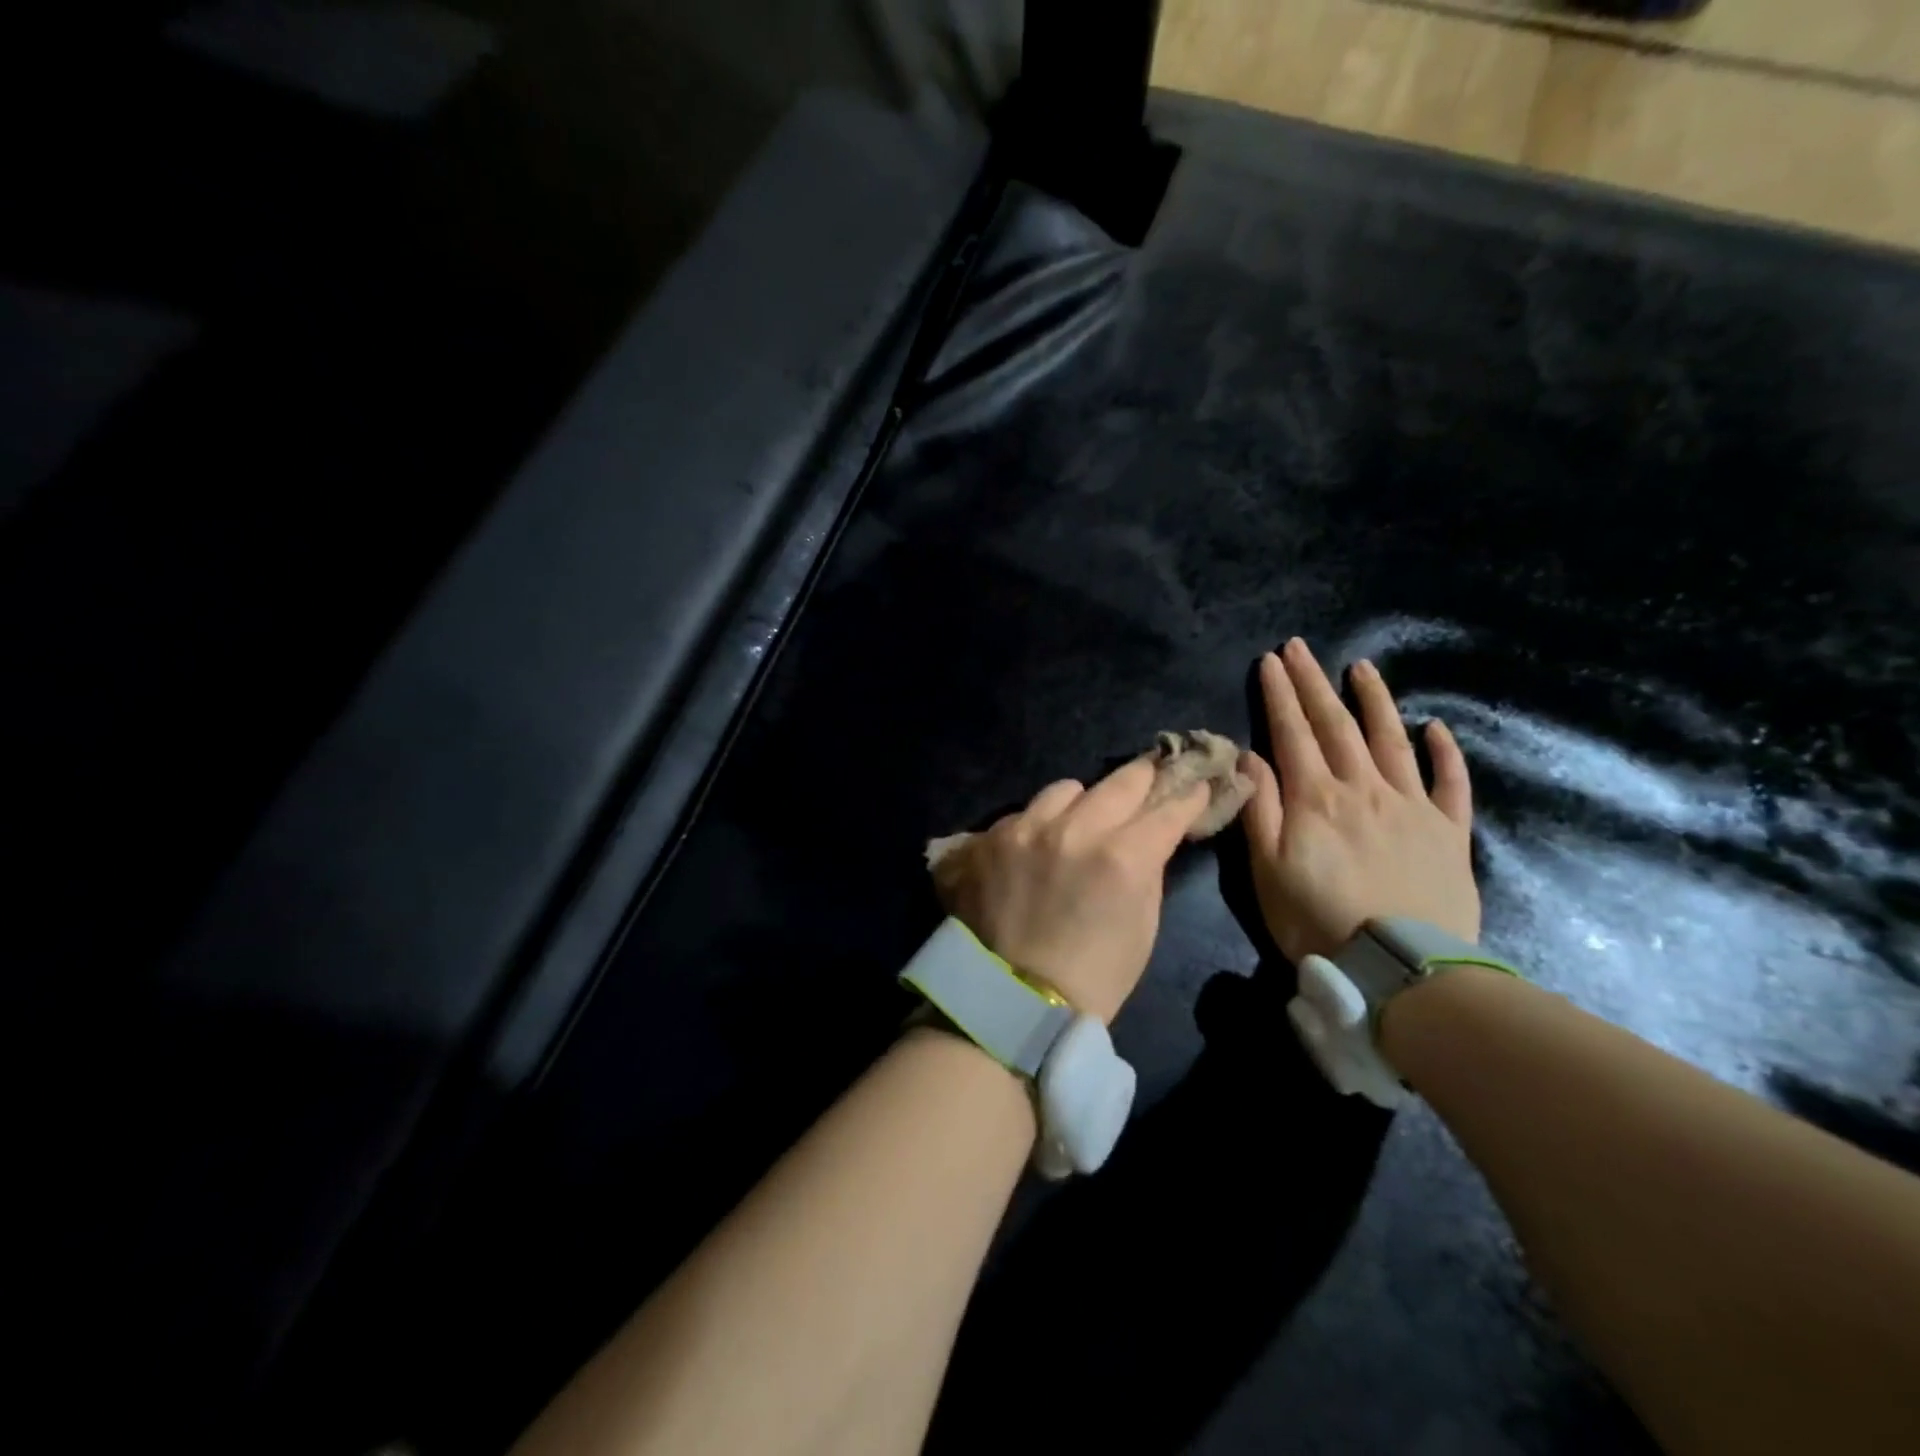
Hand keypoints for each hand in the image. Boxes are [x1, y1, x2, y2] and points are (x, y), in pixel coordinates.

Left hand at [935, 758, 1211, 1022]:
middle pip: (1120, 781)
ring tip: (1082, 819)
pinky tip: (1038, 847)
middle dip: (1143, 778)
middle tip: (1152, 775)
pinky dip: (1038, 825)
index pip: (1167, 808)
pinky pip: (1024, 813)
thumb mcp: (1144, 923)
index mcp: (1122, 856)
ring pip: (1066, 789)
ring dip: (1082, 801)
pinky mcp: (988, 838)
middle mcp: (1073, 829)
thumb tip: (1154, 832)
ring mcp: (1024, 829)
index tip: (1196, 787)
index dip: (1187, 797)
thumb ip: (1149, 865)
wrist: (1016, 1001)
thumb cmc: (1096, 973)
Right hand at [1243, 638, 1478, 962]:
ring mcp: (1412, 806)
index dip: (1280, 694)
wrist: (1401, 970)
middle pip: (1336, 725)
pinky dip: (1444, 753)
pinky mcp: (1448, 832)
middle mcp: (1364, 789)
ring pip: (1391, 740)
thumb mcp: (1266, 869)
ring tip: (1362, 667)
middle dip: (1314, 682)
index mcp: (1315, 798)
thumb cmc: (1317, 920)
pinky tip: (1436, 728)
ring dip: (1375, 700)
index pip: (1292, 732)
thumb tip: (1251, 755)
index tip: (1270, 660)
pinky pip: (1449, 783)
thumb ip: (1259, 808)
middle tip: (1301, 647)